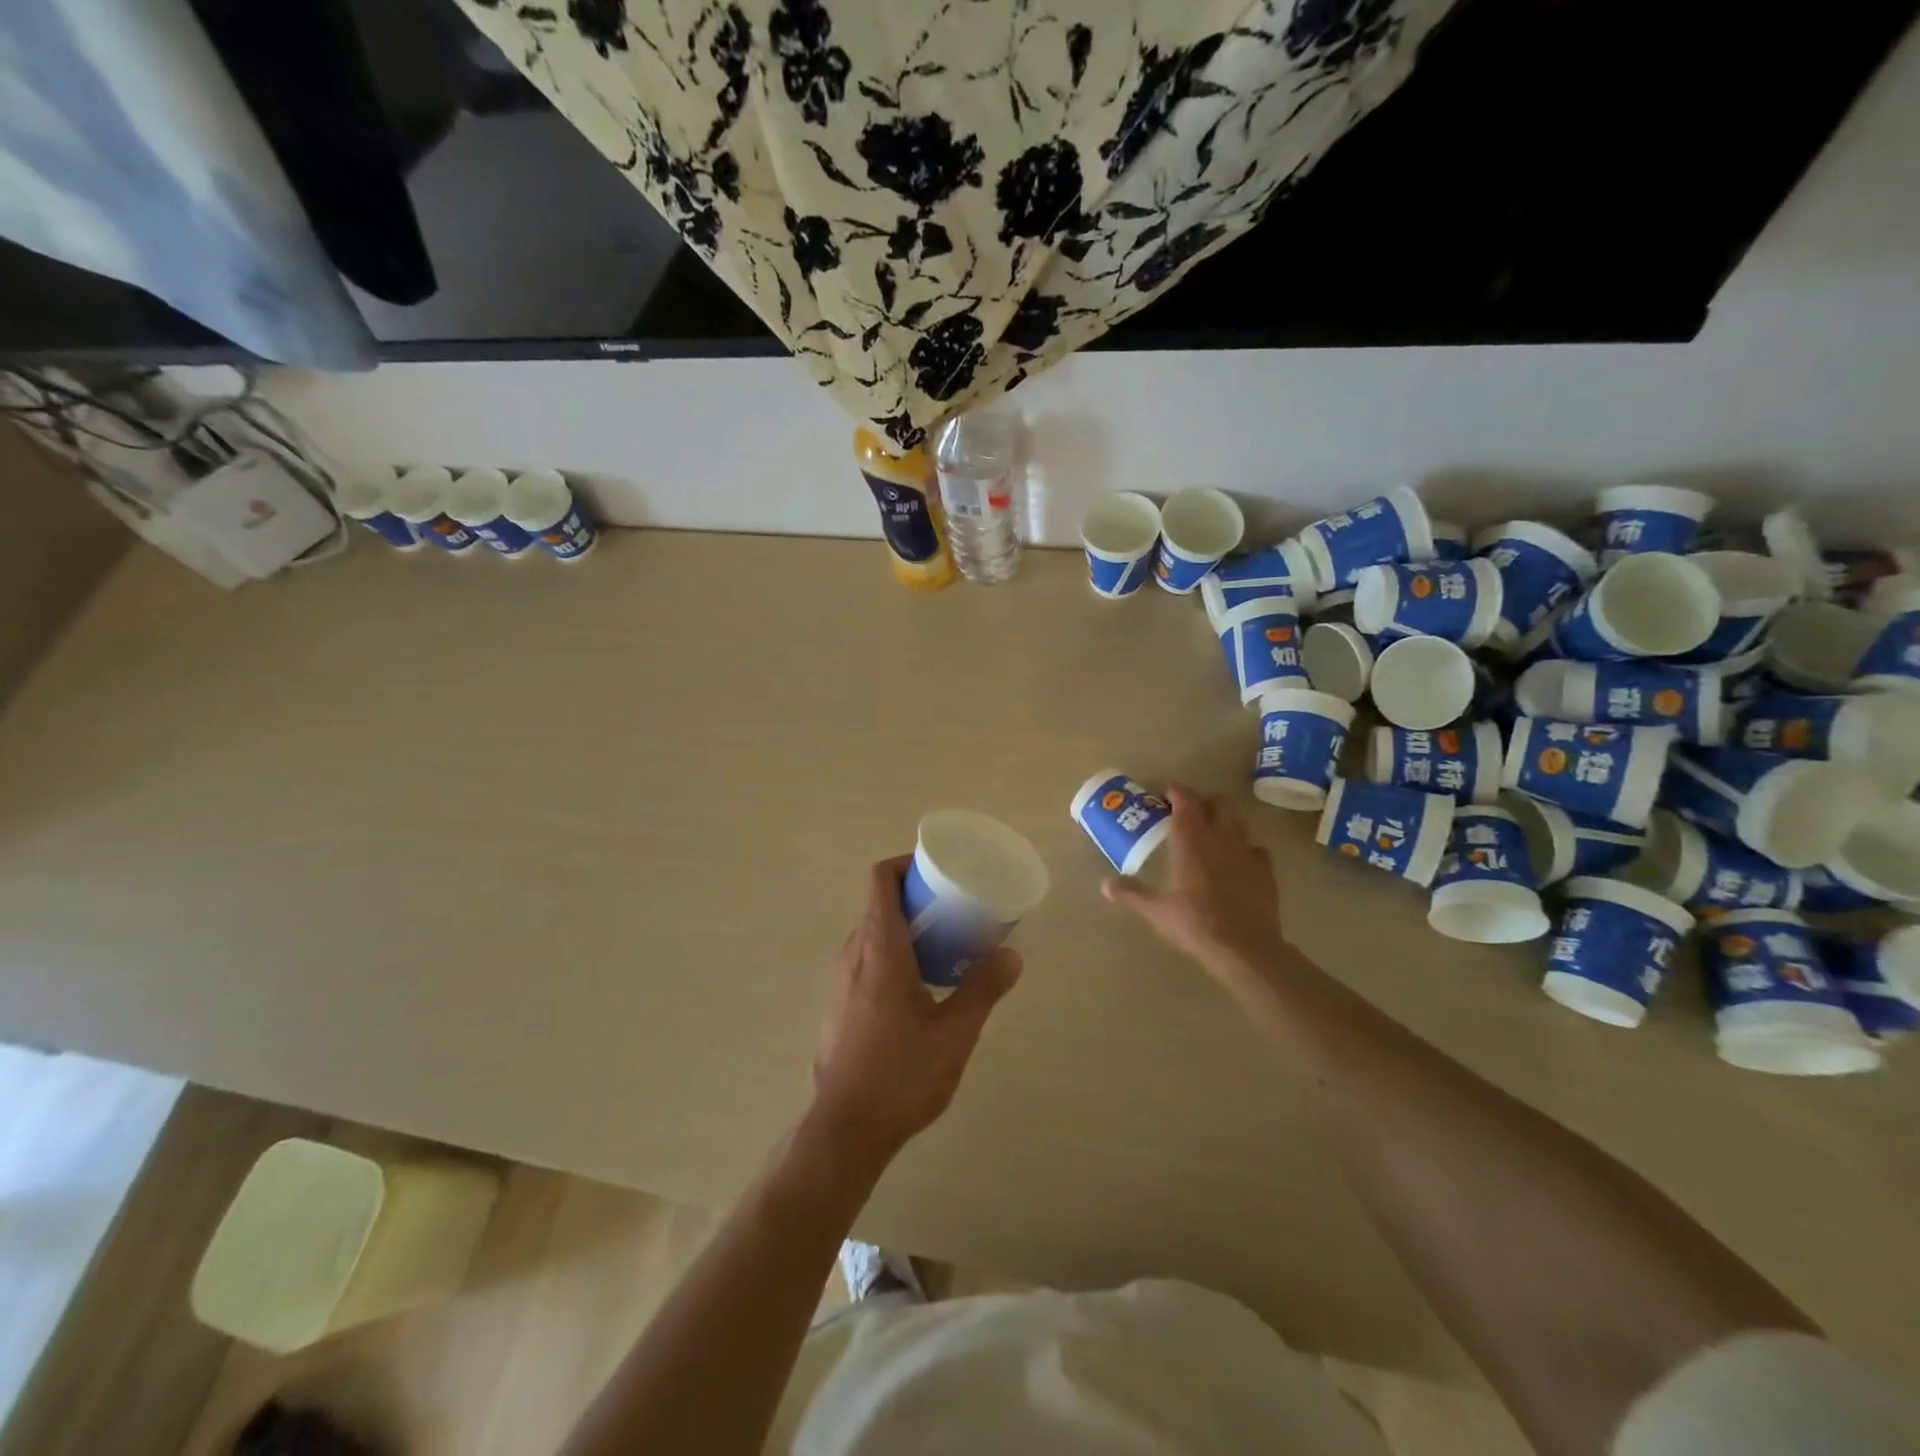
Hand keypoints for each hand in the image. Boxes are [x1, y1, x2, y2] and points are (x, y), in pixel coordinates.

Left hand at [809, 857, 1021, 1166]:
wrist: (844, 1130)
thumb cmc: (900, 1074)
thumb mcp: (954, 1031)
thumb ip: (983, 988)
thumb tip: (1011, 955)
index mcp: (879, 946)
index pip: (882, 878)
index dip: (908, 863)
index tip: (942, 873)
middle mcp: (854, 952)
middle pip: (881, 902)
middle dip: (920, 898)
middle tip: (959, 910)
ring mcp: (842, 979)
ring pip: (875, 932)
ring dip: (910, 929)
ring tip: (950, 947)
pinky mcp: (841, 1003)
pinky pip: (869, 958)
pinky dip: (896, 954)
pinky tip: (925, 986)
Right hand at [1103, 786, 1286, 980]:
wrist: (1244, 948)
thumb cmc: (1194, 923)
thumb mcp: (1155, 910)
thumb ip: (1131, 892)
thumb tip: (1105, 885)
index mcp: (1191, 839)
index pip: (1185, 799)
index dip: (1175, 792)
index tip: (1164, 795)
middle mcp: (1221, 836)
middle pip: (1217, 802)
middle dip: (1203, 803)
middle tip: (1188, 816)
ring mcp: (1247, 851)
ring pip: (1238, 821)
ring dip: (1224, 822)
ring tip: (1211, 837)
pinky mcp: (1266, 870)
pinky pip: (1255, 848)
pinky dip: (1244, 849)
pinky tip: (1236, 863)